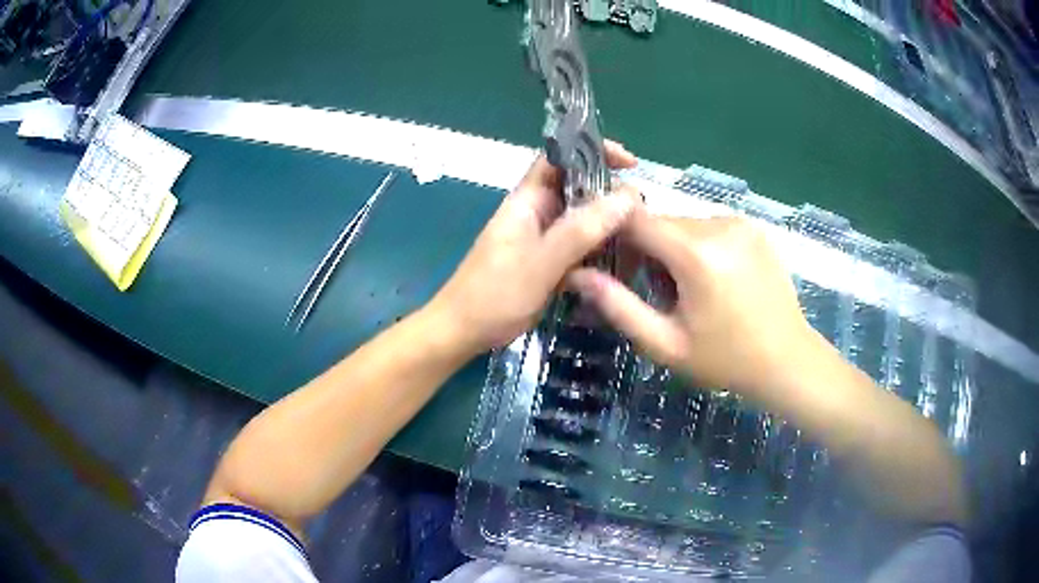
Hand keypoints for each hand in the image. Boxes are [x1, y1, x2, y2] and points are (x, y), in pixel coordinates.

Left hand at [431, 141, 641, 353]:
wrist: (464, 331)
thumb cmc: (495, 294)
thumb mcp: (541, 262)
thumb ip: (581, 230)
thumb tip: (627, 197)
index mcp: (528, 199)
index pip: (560, 156)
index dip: (593, 150)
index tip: (630, 163)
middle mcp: (537, 211)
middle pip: (578, 187)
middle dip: (610, 193)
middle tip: (642, 214)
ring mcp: (543, 237)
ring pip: (583, 218)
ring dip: (609, 223)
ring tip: (639, 238)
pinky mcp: (548, 260)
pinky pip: (580, 244)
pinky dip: (600, 248)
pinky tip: (622, 260)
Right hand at [568, 213, 821, 399]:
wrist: (787, 361)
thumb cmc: (724, 360)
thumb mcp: (665, 344)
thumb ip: (618, 306)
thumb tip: (576, 274)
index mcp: (695, 253)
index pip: (635, 218)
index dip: (615, 235)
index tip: (613, 264)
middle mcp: (719, 225)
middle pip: (661, 221)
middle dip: (649, 250)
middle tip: (658, 293)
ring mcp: (741, 223)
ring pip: (685, 223)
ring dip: (675, 249)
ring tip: (691, 290)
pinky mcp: (755, 228)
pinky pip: (711, 227)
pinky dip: (701, 246)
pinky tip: (716, 281)